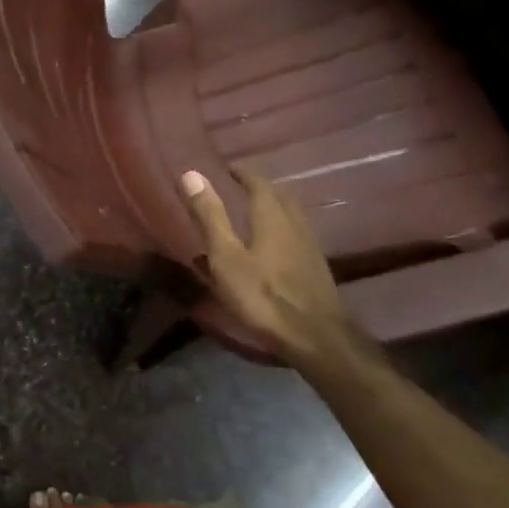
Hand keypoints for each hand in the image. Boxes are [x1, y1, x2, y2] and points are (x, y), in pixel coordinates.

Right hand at [180, 166, 360, 366]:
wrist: (317, 339)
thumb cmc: (263, 296)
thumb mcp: (226, 257)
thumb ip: (210, 216)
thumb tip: (191, 173)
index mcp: (271, 216)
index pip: (259, 183)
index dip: (244, 173)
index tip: (230, 168)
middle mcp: (294, 224)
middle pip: (280, 196)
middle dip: (261, 188)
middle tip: (243, 186)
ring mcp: (309, 247)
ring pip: (291, 216)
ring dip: (274, 208)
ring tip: (255, 213)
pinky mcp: (316, 270)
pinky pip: (296, 236)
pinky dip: (281, 231)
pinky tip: (272, 249)